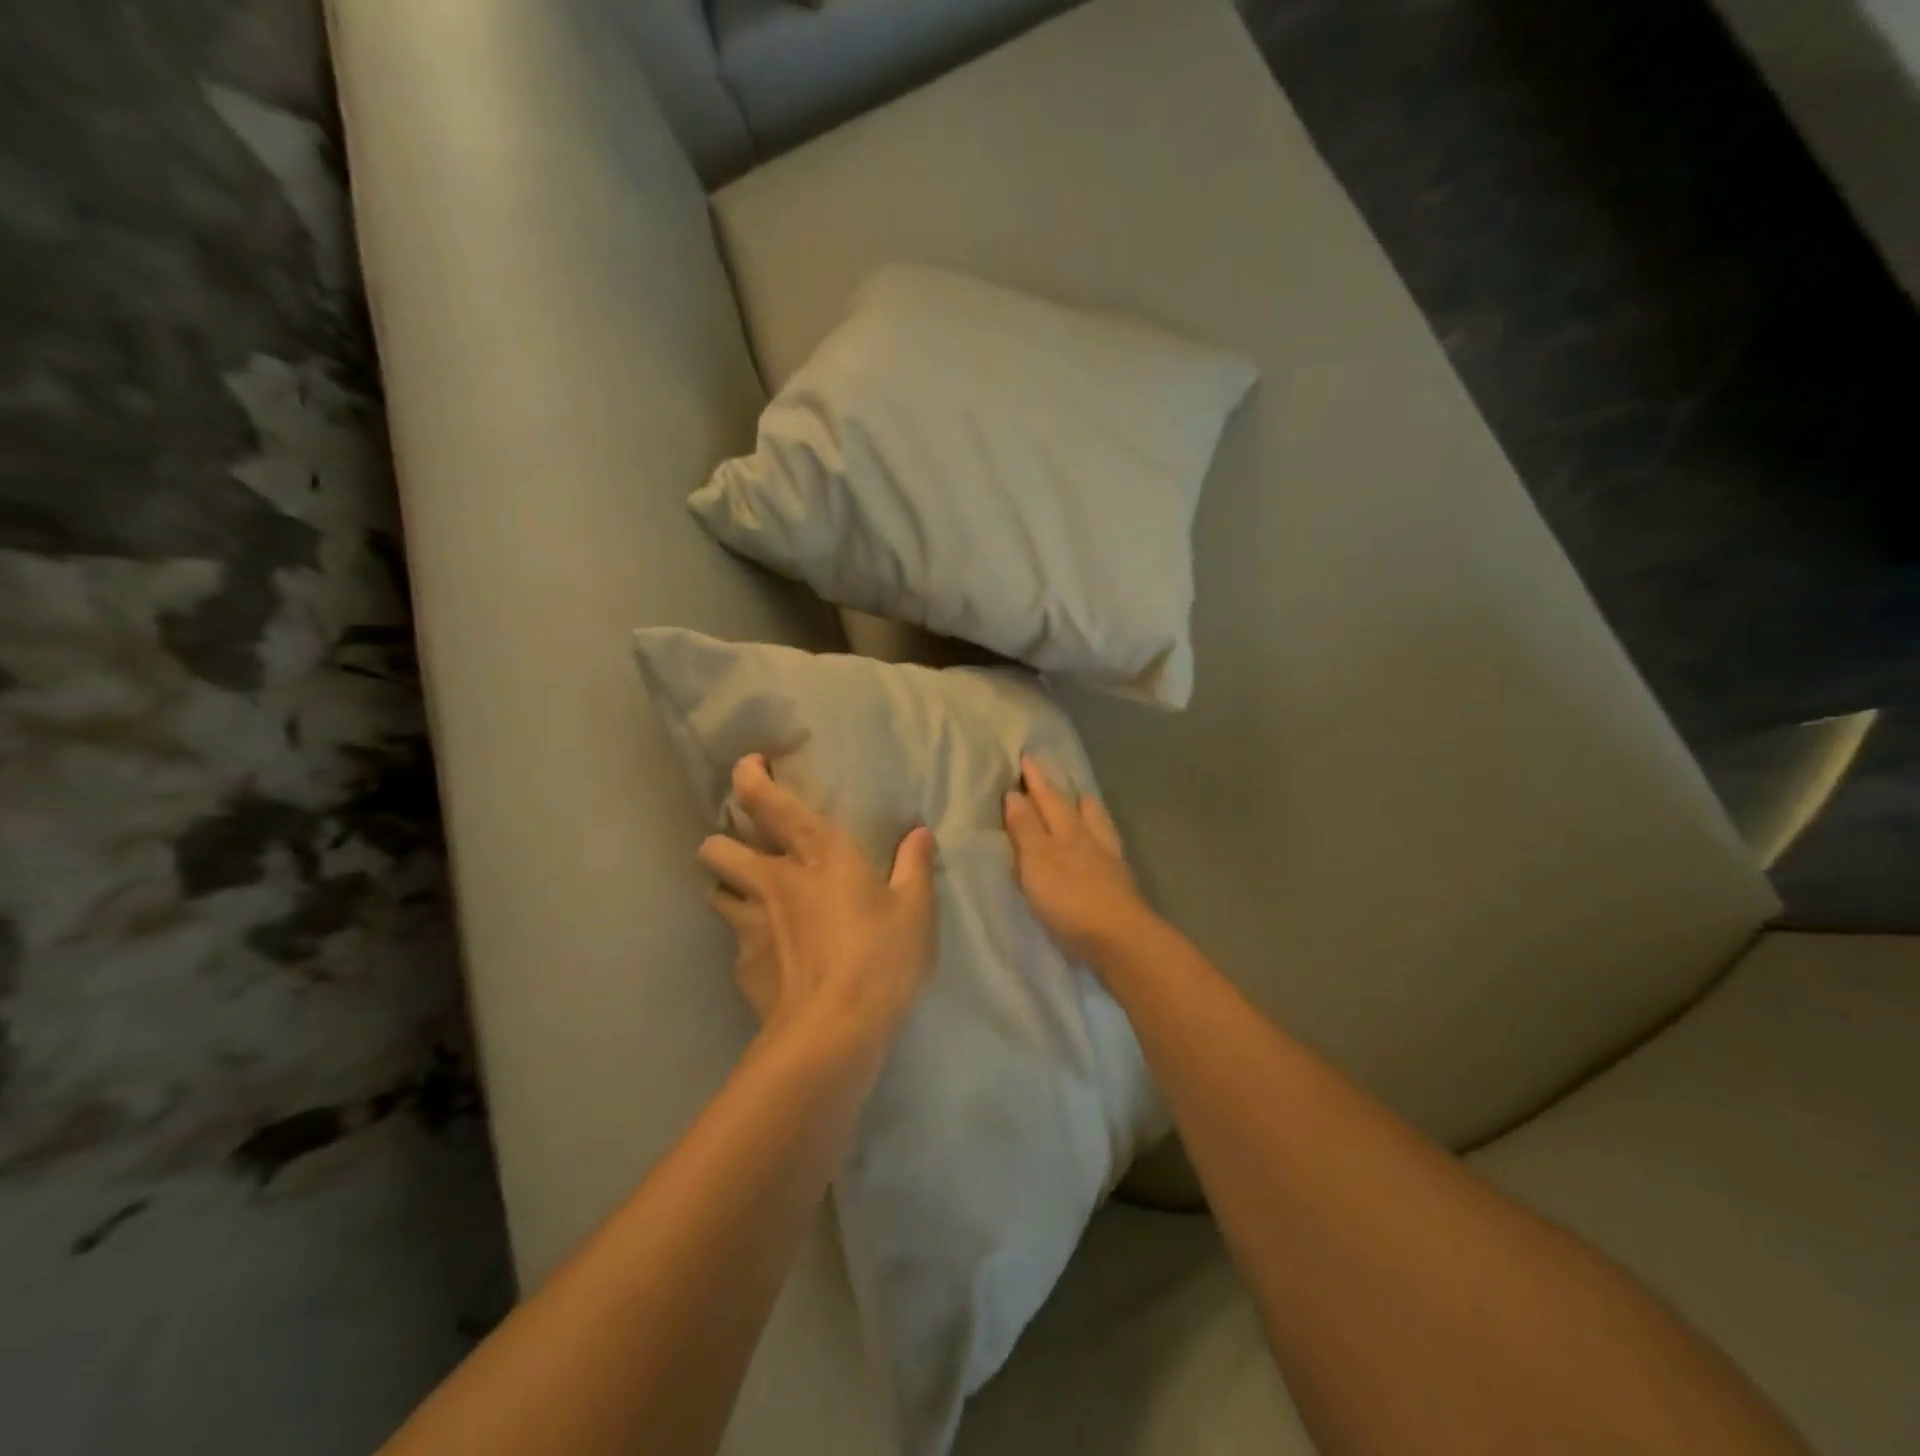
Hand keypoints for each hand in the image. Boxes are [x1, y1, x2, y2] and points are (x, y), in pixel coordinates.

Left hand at [699, 755, 937, 1053]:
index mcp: (818, 854)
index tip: (749, 766)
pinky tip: (771, 953)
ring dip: (728, 887)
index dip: (749, 777)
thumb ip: (915, 866)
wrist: (834, 1033)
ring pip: (715, 889)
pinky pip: (734, 938)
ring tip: (751, 897)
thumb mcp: (916, 910)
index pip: (768, 802)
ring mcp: (750, 923)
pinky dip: (747, 937)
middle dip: (724, 841)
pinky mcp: (742, 965)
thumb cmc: (881, 959)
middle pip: (717, 846)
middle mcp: (774, 880)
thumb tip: (919, 834)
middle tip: (749, 850)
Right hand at [1004, 755, 1155, 964]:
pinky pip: (1108, 846)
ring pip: (1098, 824)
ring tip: (1083, 799)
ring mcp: (1109, 860)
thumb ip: (1025, 828)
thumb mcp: (1037, 861)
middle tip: (1053, 772)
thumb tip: (1015, 794)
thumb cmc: (1070, 899)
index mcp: (1066, 830)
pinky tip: (1101, 842)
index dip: (1036, 779)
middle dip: (1060, 789)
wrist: (1121, 939)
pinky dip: (1101, 835)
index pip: (1046, 798)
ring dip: (1087, 809)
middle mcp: (1089, 838)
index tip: (1027, 757)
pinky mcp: (1121, 884)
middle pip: (1075, 806)